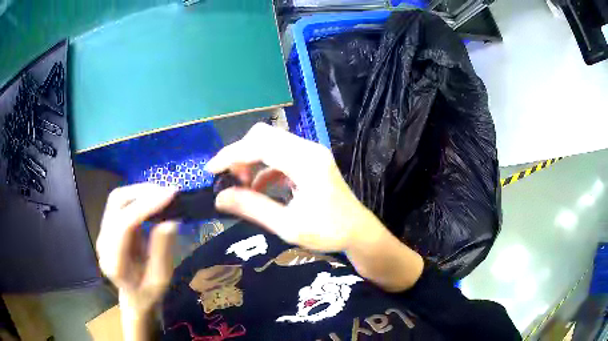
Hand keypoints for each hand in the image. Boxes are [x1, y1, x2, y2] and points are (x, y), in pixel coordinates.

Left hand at [96, 184, 176, 317]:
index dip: (146, 206)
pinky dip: (137, 196)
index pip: (124, 224)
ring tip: (162, 194)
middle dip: (143, 192)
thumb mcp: (161, 279)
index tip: (171, 194)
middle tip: (169, 192)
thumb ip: (162, 251)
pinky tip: (152, 200)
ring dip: (140, 191)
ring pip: (117, 199)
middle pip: (116, 203)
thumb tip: (171, 220)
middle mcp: (103, 242)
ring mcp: (103, 232)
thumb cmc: (149, 293)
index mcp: (114, 261)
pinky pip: (120, 203)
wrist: (134, 298)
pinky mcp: (108, 226)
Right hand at [206, 123, 423, 291]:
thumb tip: (220, 198)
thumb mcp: (287, 225)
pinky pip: (280, 154)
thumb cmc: (328, 232)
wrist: (357, 232)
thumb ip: (252, 208)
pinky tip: (261, 187)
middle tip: (229, 180)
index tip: (211, 170)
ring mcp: (311, 152)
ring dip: (251, 159)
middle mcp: (308, 149)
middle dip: (240, 154)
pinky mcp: (310, 159)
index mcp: (305, 162)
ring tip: (243, 186)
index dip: (231, 154)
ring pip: (271, 142)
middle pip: (264, 135)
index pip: (260, 144)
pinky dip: (264, 167)